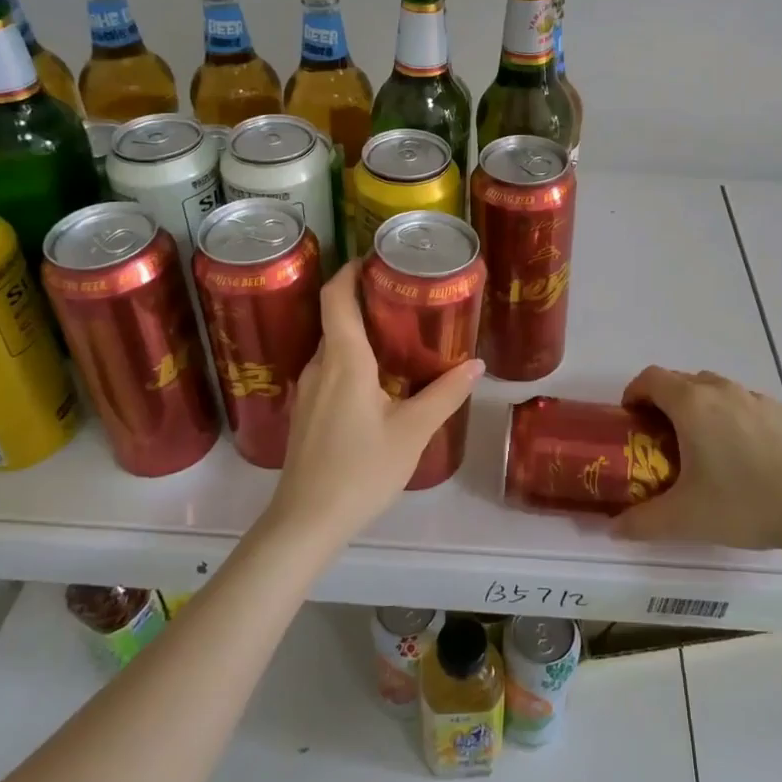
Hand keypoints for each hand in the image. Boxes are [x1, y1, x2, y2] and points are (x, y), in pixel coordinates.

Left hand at [264, 261, 483, 548]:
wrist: (306, 522)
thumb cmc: (361, 470)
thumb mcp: (412, 431)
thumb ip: (445, 394)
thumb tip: (475, 364)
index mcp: (344, 359)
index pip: (337, 295)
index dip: (352, 269)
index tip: (378, 258)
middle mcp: (319, 364)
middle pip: (335, 316)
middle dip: (365, 299)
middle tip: (404, 295)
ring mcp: (308, 389)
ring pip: (332, 344)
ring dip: (359, 331)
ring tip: (397, 333)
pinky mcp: (306, 411)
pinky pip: (329, 368)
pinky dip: (351, 357)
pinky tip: (377, 379)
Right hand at [611, 367, 781, 552]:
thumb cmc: (743, 506)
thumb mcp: (684, 520)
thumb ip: (641, 523)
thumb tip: (612, 529)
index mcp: (692, 405)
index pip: (651, 378)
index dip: (635, 392)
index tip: (631, 418)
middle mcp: (722, 391)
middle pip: (682, 380)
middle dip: (665, 401)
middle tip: (662, 438)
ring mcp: (756, 398)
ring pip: (717, 389)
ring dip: (701, 406)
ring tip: (704, 446)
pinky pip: (746, 404)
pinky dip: (734, 417)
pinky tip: (745, 454)